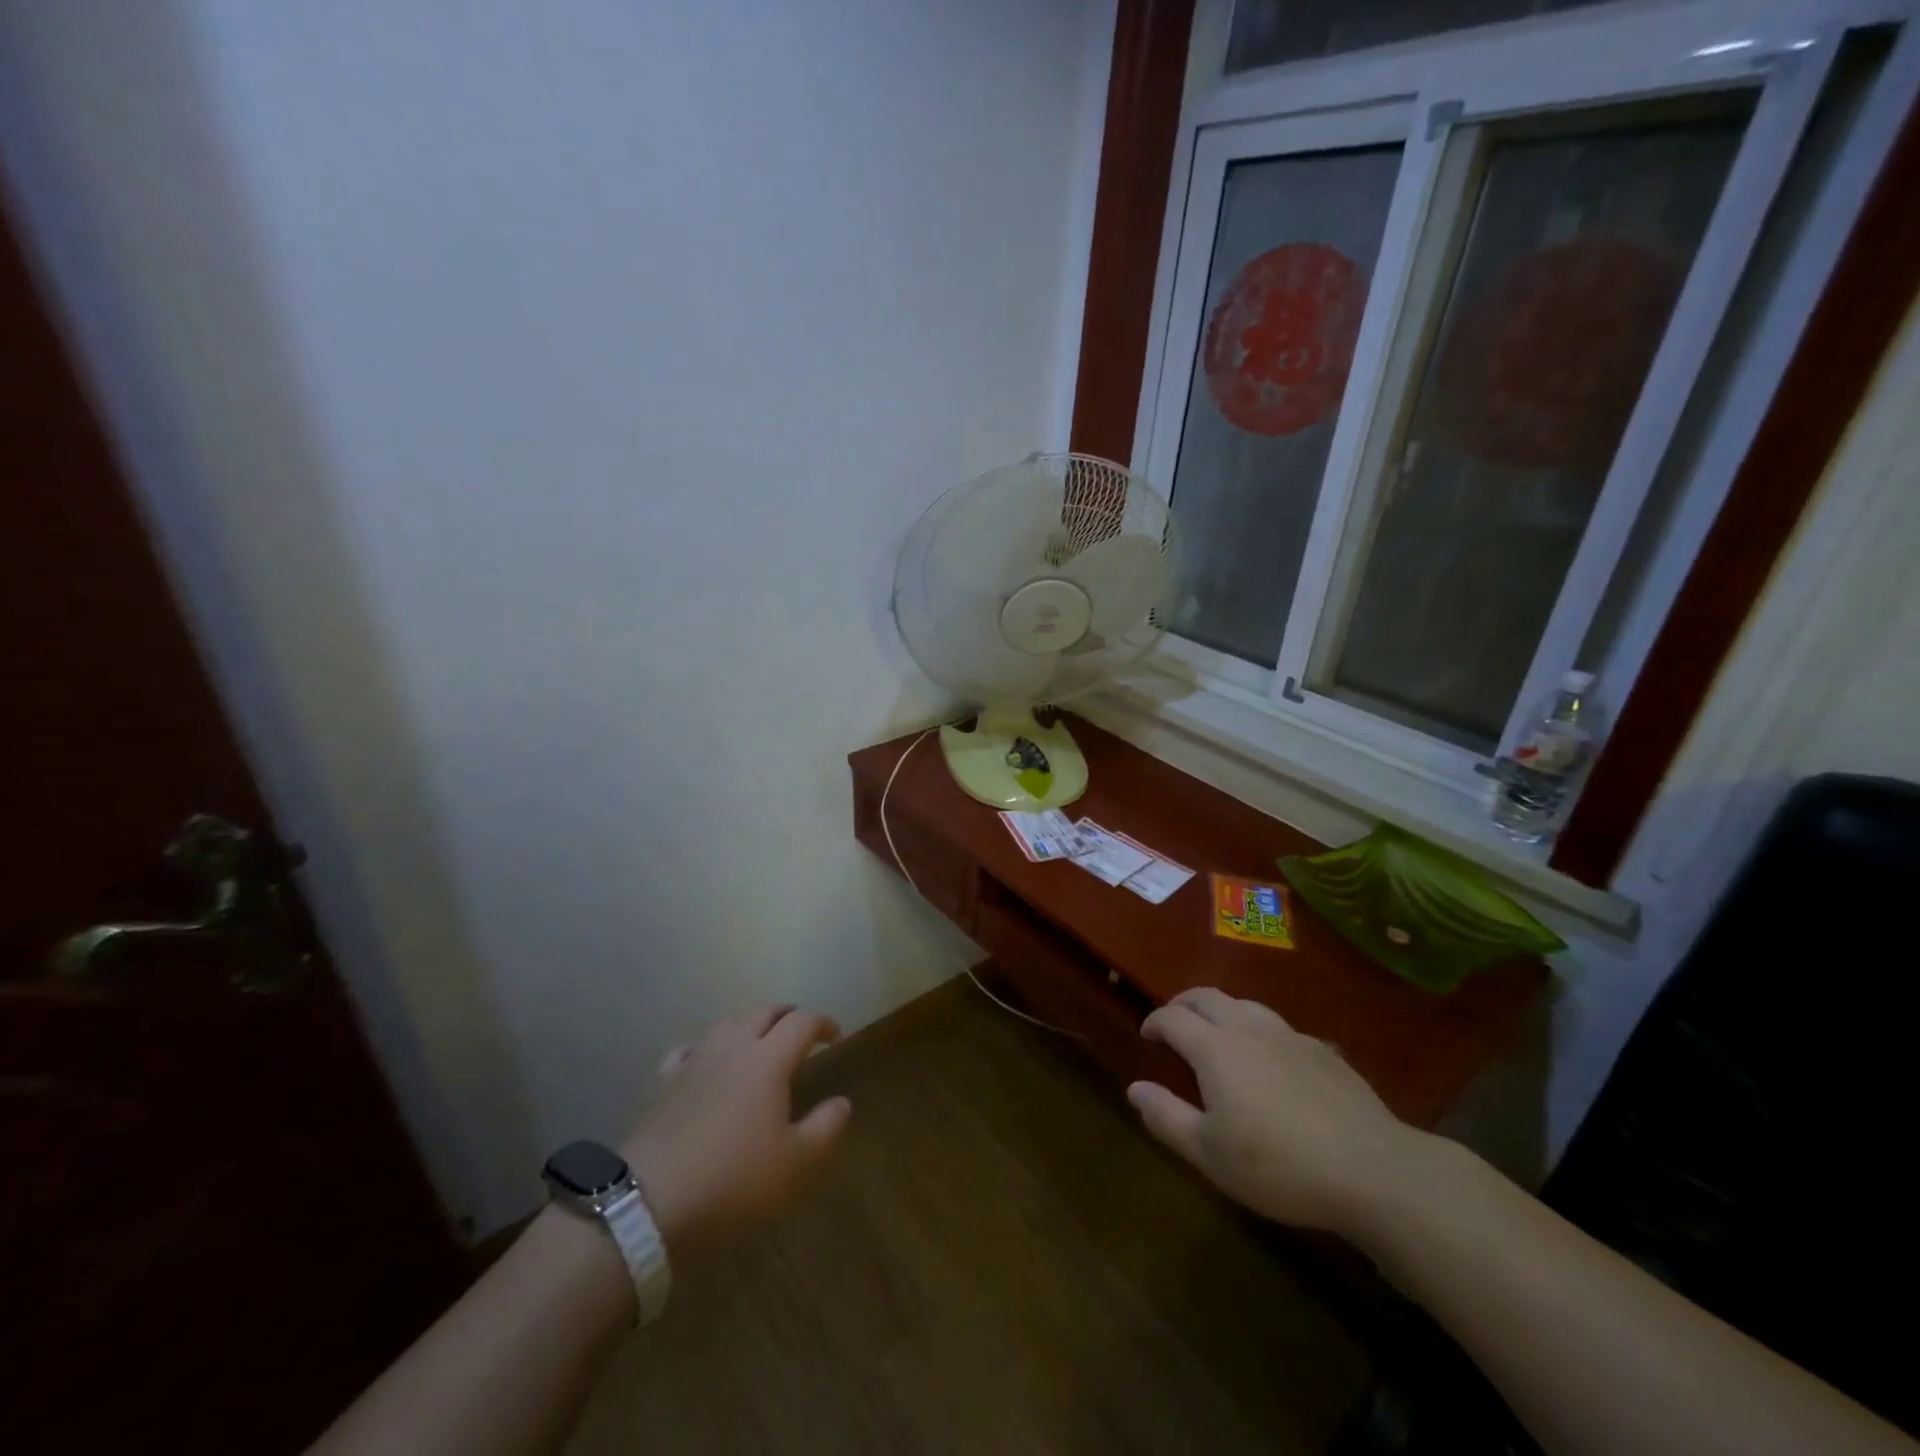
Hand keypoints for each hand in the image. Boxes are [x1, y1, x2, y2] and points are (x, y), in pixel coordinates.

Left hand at [621, 1006, 849, 1256]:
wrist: (648, 1203)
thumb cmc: (733, 1180)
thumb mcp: (796, 1164)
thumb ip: (827, 1128)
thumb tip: (842, 1102)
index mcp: (769, 1059)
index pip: (802, 1022)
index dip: (823, 1022)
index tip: (836, 1036)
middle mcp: (733, 1047)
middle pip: (764, 1011)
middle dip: (788, 1015)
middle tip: (801, 1032)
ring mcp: (695, 1061)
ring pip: (727, 1022)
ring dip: (750, 1023)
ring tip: (760, 1040)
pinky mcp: (665, 1082)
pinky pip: (690, 1048)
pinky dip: (707, 1045)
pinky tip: (707, 1060)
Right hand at [1128, 988, 1438, 1236]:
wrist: (1371, 1169)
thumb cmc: (1278, 1165)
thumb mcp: (1209, 1153)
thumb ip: (1166, 1117)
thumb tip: (1134, 1087)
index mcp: (1215, 1048)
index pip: (1173, 1018)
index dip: (1154, 1021)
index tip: (1146, 1034)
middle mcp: (1248, 1029)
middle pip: (1208, 997)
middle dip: (1184, 1004)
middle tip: (1174, 1021)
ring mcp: (1290, 1036)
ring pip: (1245, 1005)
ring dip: (1222, 1010)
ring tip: (1218, 1032)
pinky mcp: (1324, 1051)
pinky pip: (1280, 1027)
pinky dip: (1260, 1031)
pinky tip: (1271, 1058)